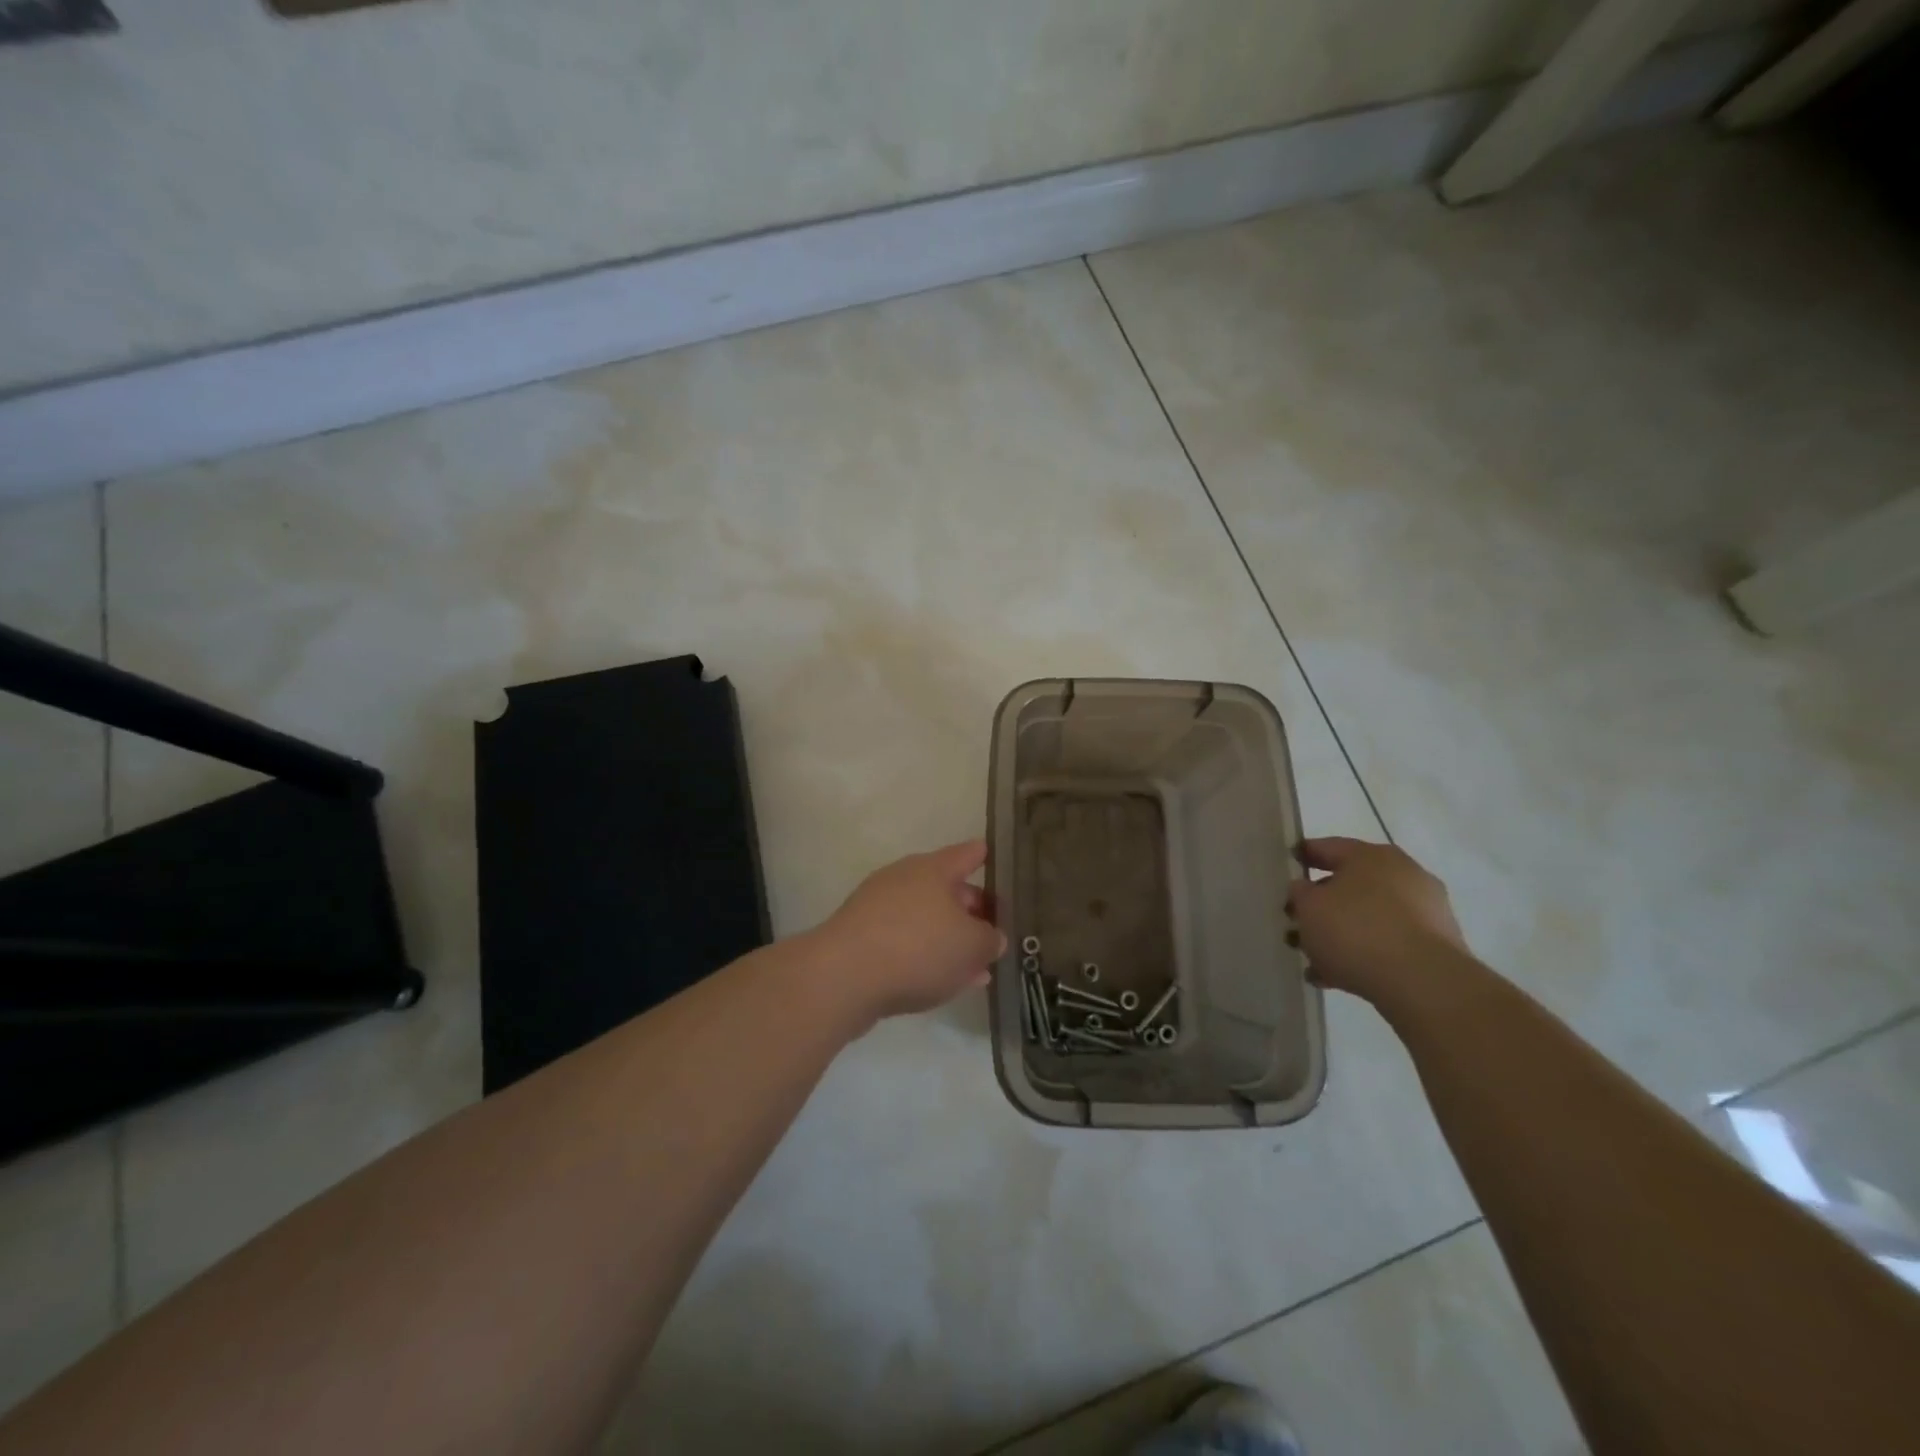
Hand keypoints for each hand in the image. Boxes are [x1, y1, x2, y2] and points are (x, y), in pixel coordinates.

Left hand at [812, 840, 1006, 1022]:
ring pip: (926, 919)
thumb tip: (991, 937)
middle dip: (971, 911)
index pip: (967, 854)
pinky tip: (939, 983)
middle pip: (946, 889)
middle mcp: (904, 879)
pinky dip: (924, 956)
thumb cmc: (918, 948)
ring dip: (949, 940)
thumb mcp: (972, 946)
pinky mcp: (860, 937)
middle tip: (994, 933)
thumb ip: (990, 940)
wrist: (842, 978)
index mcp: (933, 869)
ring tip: (974, 969)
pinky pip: (904, 941)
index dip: (984, 856)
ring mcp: (878, 907)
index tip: (995, 857)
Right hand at [1287, 837, 1471, 1005]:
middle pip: (1350, 884)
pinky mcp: (1436, 947)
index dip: (1303, 855)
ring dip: (1340, 933)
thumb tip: (1304, 890)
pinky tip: (1335, 977)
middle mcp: (1403, 875)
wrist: (1423, 983)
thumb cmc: (1356, 930)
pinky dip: (1362, 954)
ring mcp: (1425, 911)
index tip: (1287, 865)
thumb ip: (1299, 893)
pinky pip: (1387, 944)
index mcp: (1371, 856)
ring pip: (1369, 916)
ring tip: (1312, 957)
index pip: (1328, 847)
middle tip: (1296, 919)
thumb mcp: (1308, 907)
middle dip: (1321, 903)